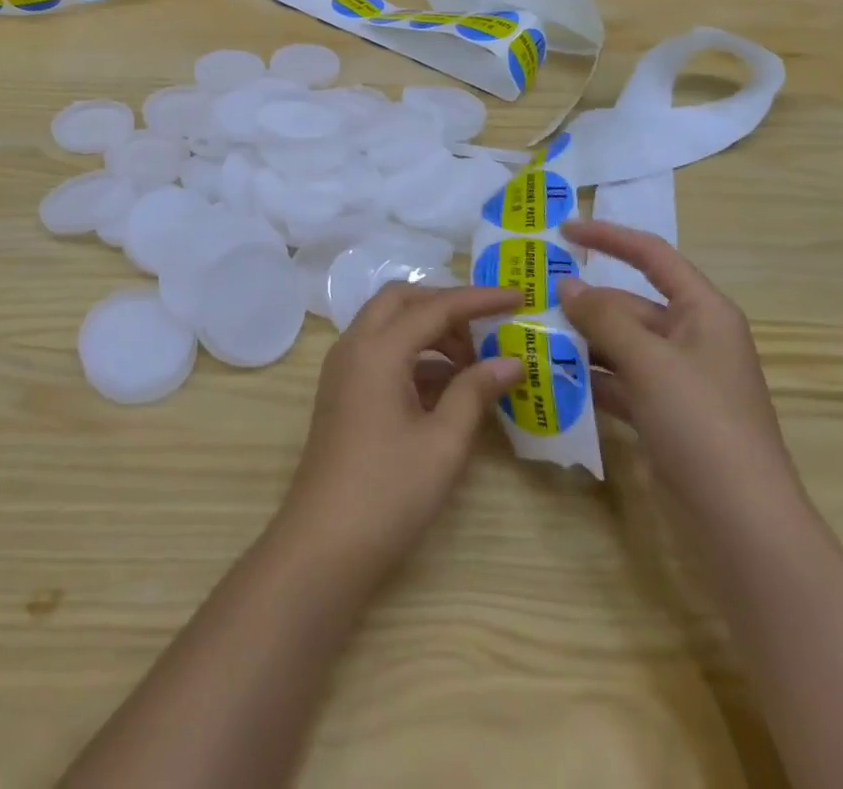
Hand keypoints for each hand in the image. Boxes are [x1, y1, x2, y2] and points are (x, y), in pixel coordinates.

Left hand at [276, 283, 523, 579]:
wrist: (323, 546)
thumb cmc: (388, 493)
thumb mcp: (443, 443)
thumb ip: (475, 391)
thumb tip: (512, 360)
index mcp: (377, 349)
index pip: (435, 306)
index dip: (480, 298)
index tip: (519, 296)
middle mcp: (354, 345)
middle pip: (402, 300)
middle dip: (446, 305)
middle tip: (487, 328)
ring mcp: (343, 368)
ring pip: (389, 324)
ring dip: (429, 330)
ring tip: (474, 362)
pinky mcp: (343, 390)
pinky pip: (380, 351)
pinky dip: (414, 354)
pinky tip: (447, 385)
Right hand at [558, 220, 800, 525]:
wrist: (741, 522)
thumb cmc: (701, 423)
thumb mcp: (648, 361)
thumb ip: (603, 317)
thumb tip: (566, 285)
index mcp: (703, 312)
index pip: (652, 256)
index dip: (609, 238)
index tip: (564, 231)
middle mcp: (693, 338)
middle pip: (630, 305)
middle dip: (585, 303)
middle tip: (531, 299)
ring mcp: (680, 380)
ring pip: (622, 345)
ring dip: (582, 341)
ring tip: (531, 336)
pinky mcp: (666, 415)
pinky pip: (622, 382)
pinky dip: (592, 379)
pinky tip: (554, 380)